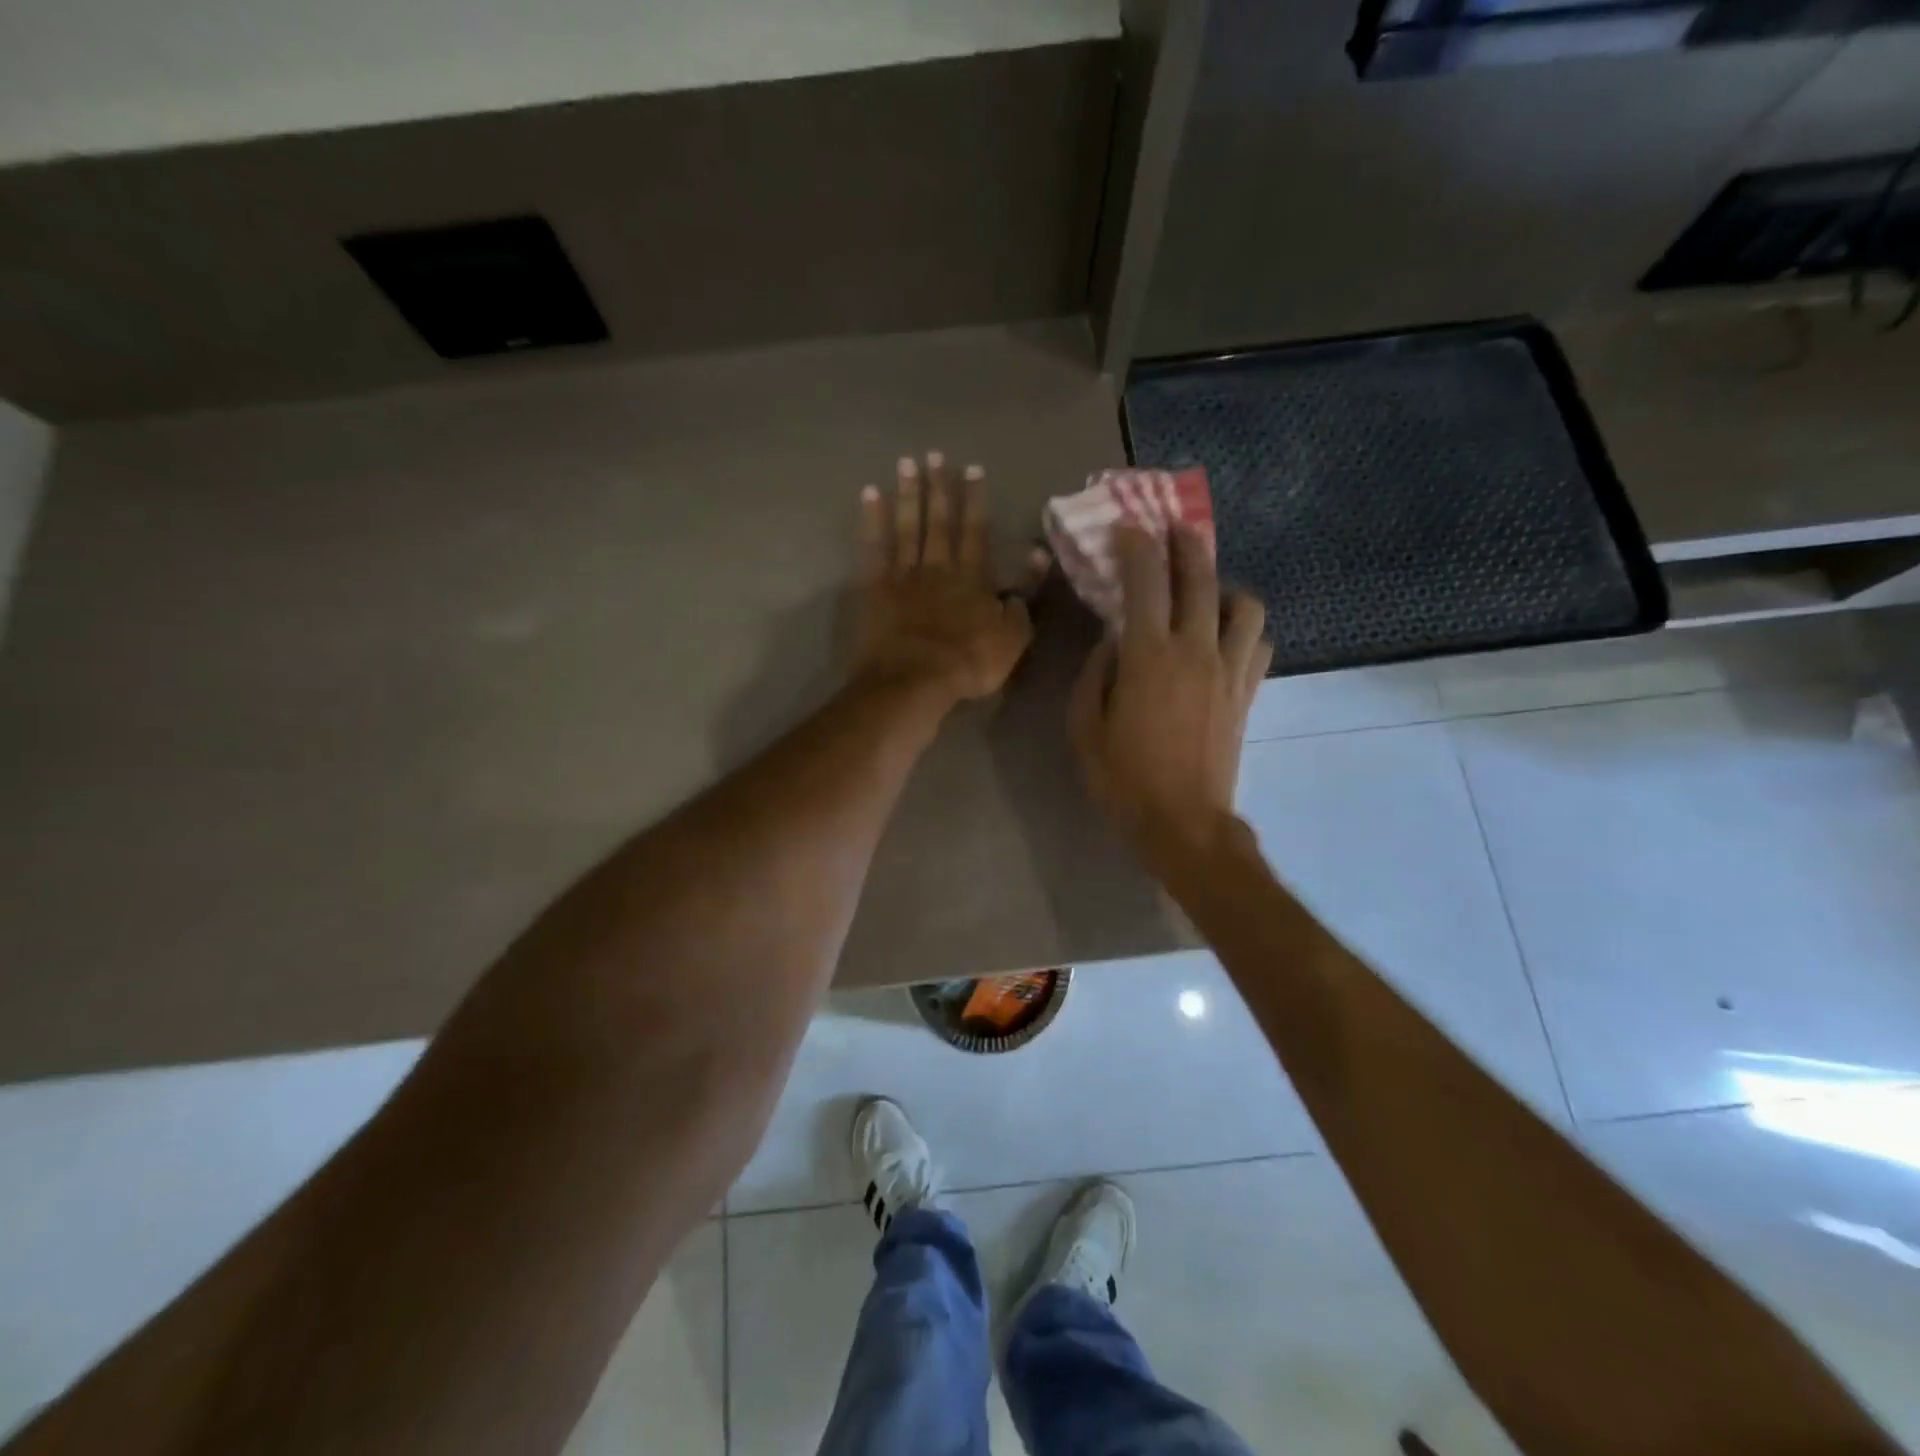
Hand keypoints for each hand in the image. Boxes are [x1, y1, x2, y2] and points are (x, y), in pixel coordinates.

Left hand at [855, 452, 1042, 707]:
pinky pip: (873, 547)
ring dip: (907, 494)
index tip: (972, 469)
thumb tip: (1036, 560)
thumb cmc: (968, 663)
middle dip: (939, 487)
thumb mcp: (1012, 639)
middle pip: (940, 521)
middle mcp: (939, 567)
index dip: (975, 500)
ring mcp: (904, 575)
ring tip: (906, 464)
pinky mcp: (876, 588)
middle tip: (934, 455)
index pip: (976, 531)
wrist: (915, 680)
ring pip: (907, 526)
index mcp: (973, 578)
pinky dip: (871, 520)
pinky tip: (869, 495)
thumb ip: (1023, 598)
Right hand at [1070, 524, 1271, 870]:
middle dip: (1185, 544)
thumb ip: (1094, 674)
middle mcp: (1195, 650)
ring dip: (1225, 585)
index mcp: (1148, 657)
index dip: (1136, 547)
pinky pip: (1259, 644)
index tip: (1128, 527)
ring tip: (1206, 590)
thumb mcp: (1084, 727)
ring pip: (1244, 605)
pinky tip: (1226, 635)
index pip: (1146, 583)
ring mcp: (1229, 670)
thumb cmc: (1123, 778)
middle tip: (1173, 529)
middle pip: (1200, 578)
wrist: (1183, 822)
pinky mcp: (1247, 692)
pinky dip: (1244, 628)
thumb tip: (1111, 642)